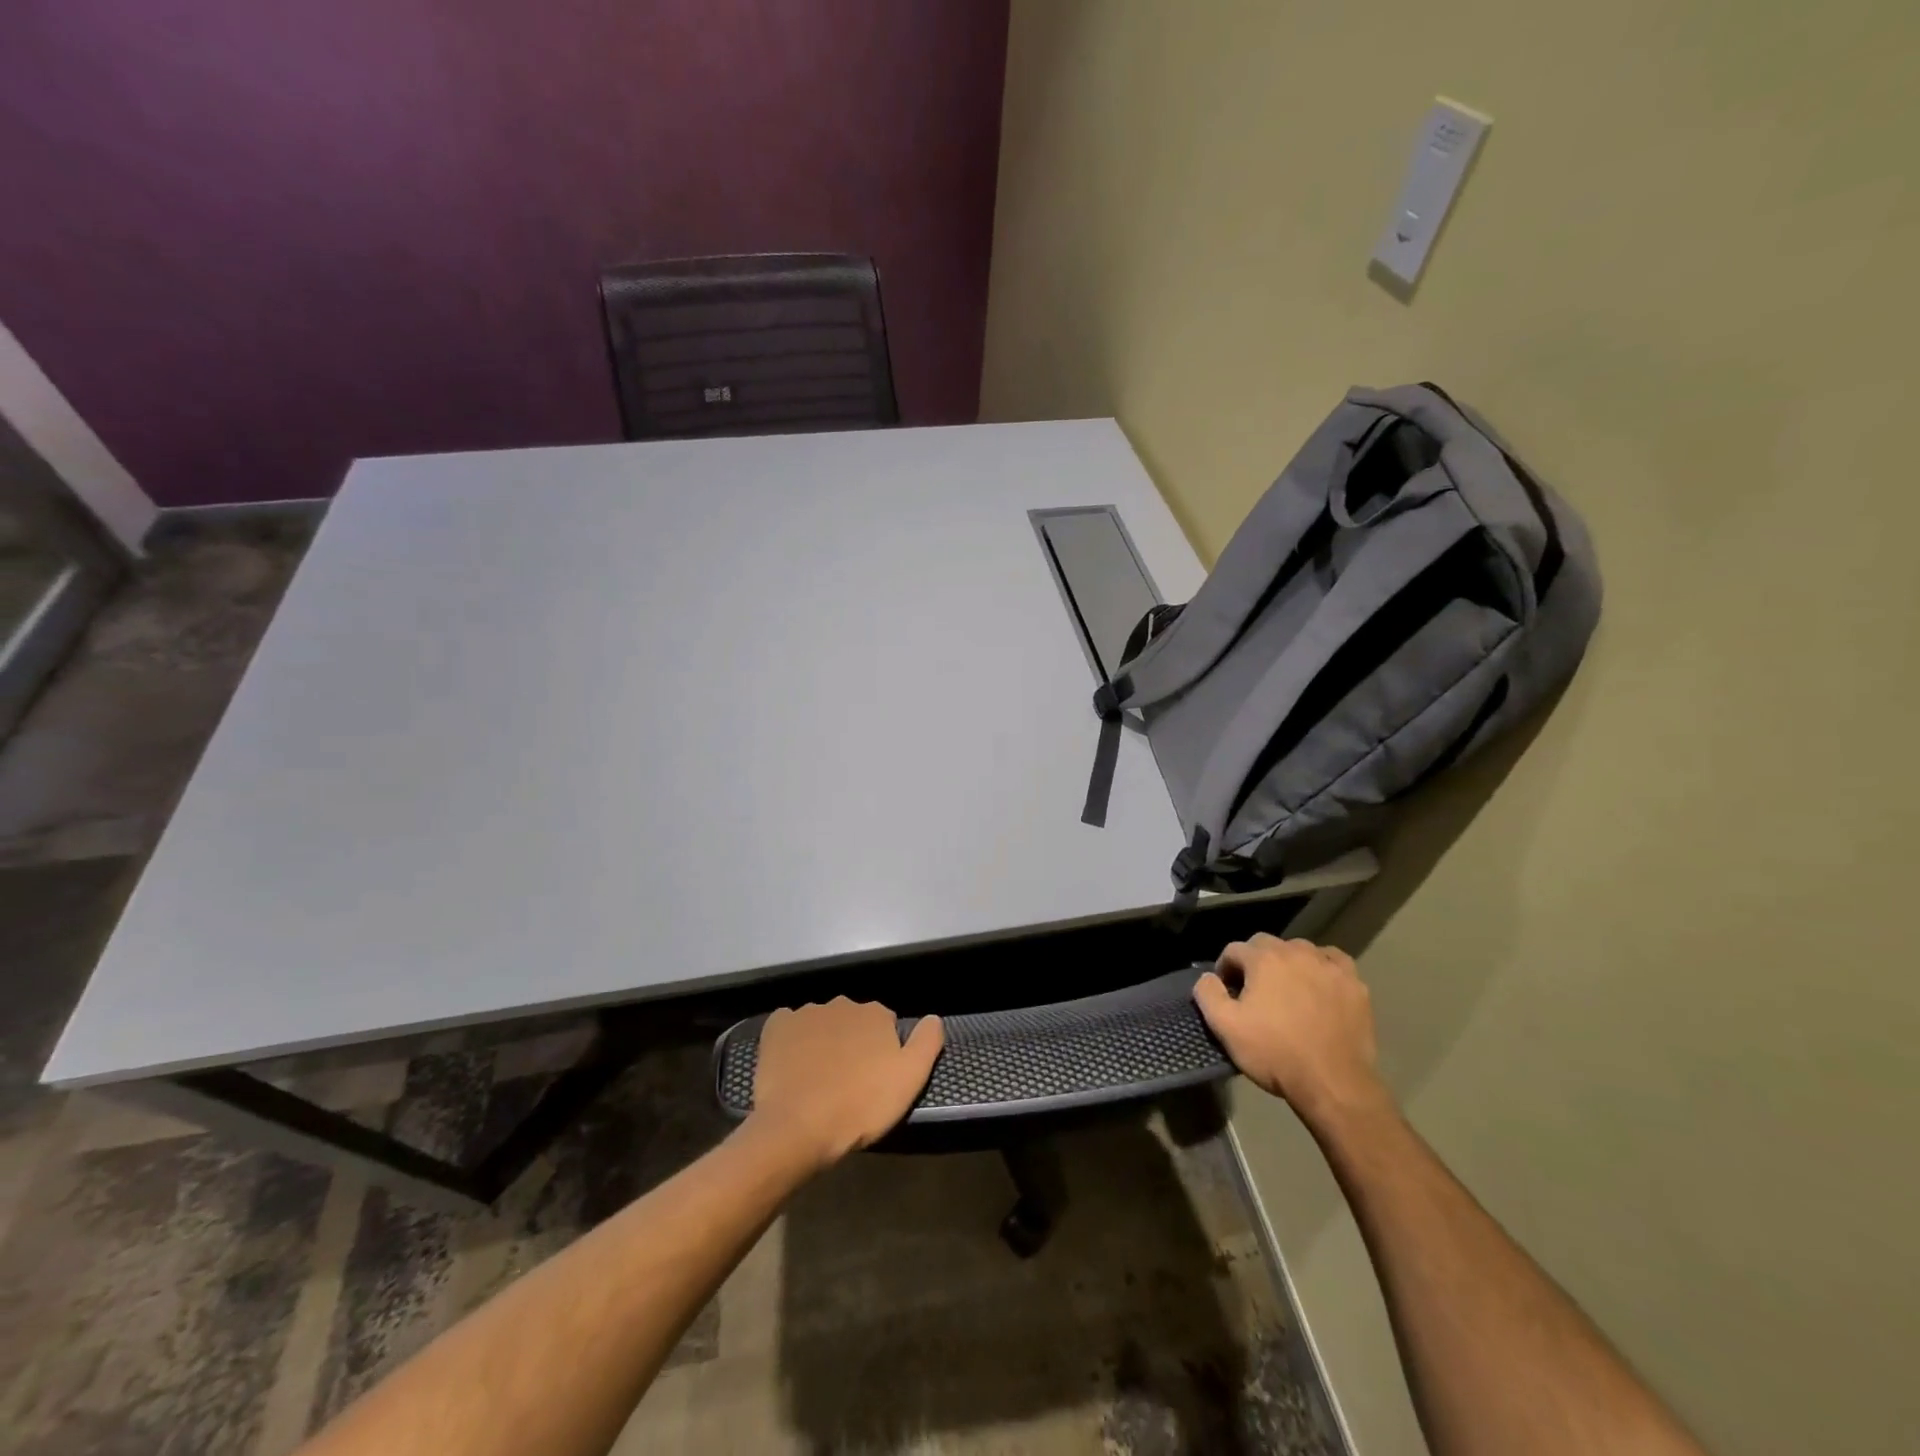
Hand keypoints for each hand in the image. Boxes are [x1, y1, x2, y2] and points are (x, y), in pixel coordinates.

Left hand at [749, 998, 944, 1169]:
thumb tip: (934, 1017)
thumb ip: (927, 1042)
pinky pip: (788, 1026)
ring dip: (823, 1041)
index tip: (877, 1076)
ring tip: (819, 1078)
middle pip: (853, 1020)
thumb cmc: (860, 1105)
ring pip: (821, 1023)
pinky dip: (792, 1039)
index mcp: (875, 1013)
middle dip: (853, 1042)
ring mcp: (806, 1013)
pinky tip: (792, 1063)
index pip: (886, 1023)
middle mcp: (842, 1004)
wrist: (798, 1127)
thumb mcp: (910, 1079)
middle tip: (849, 1080)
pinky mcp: (776, 1028)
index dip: (883, 1049)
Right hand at [1194, 934, 1391, 1129]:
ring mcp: (1329, 966)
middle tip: (1254, 992)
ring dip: (1288, 963)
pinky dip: (1323, 967)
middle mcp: (1297, 952)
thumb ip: (1208, 994)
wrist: (1333, 1084)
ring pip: (1301, 950)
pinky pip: (1334, 961)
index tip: (1227, 992)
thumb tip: (1207, 977)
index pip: (1235, 949)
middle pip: (1267, 944)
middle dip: (1255, 962)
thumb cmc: (1275, 1053)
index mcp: (1264, 959)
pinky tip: (1319, 984)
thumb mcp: (1226, 1027)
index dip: (1225, 969)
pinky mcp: (1355, 984)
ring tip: (1287, 989)